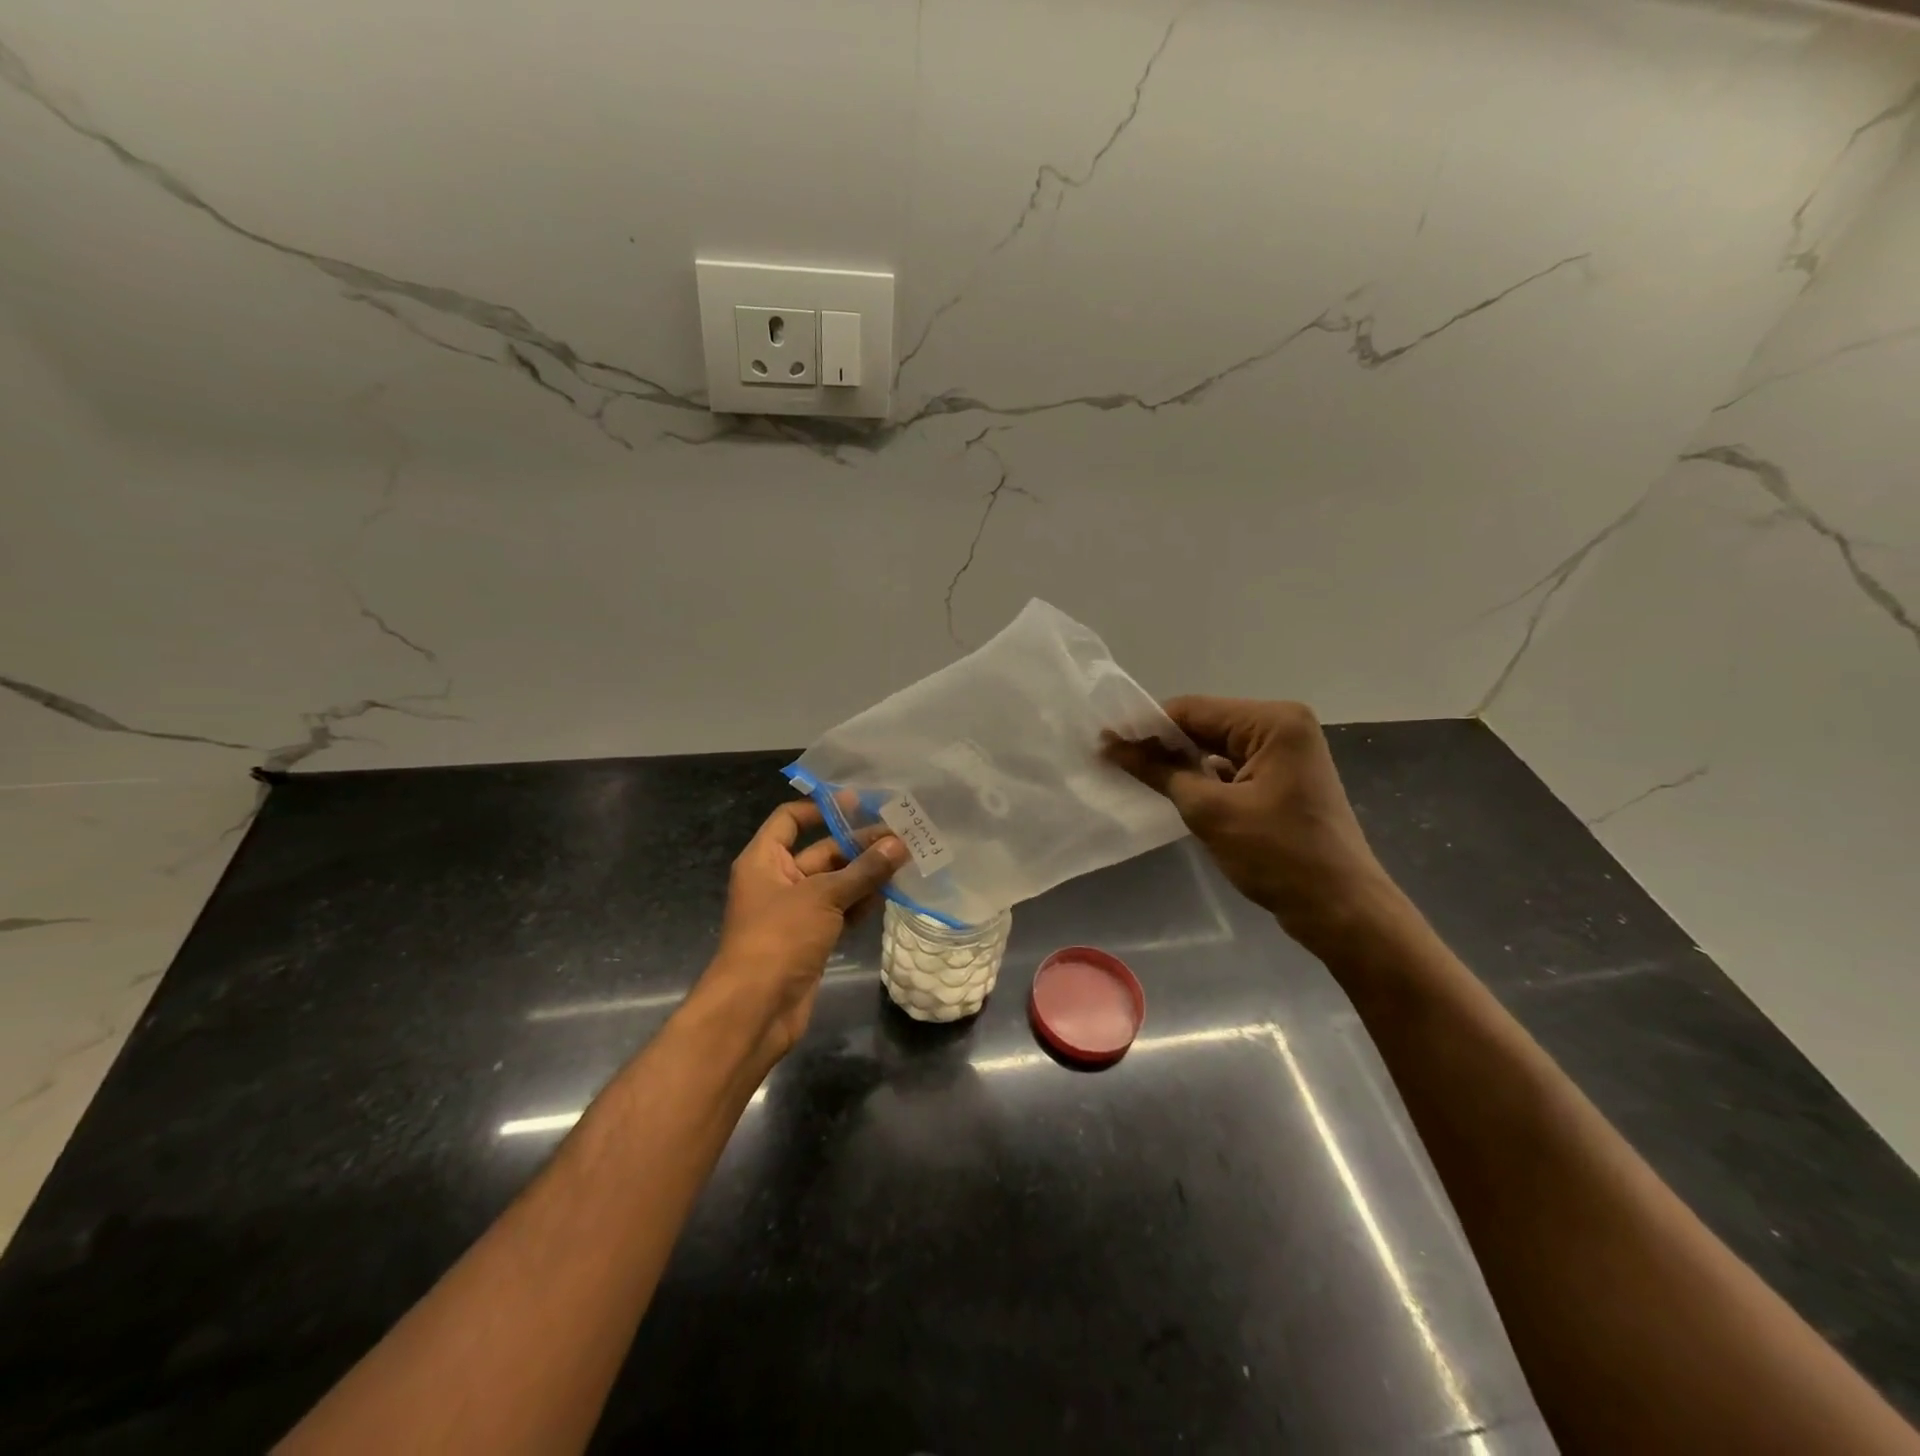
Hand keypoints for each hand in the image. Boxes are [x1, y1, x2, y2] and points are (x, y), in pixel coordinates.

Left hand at [700, 800, 907, 1061]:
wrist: (755, 1009)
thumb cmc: (780, 938)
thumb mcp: (823, 897)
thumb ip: (863, 870)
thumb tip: (899, 844)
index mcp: (764, 860)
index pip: (790, 820)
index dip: (821, 808)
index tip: (859, 803)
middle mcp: (778, 881)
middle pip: (820, 851)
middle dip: (858, 845)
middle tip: (900, 836)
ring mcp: (795, 912)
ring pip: (834, 883)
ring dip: (865, 874)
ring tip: (904, 861)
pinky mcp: (810, 939)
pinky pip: (839, 911)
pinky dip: (861, 903)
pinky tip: (890, 895)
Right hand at [1105, 697, 1392, 952]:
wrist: (1341, 909)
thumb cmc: (1278, 855)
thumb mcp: (1209, 811)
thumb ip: (1159, 771)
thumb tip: (1112, 745)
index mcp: (1273, 721)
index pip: (1193, 710)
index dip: (1145, 726)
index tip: (1103, 741)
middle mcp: (1283, 726)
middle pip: (1205, 724)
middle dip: (1161, 744)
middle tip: (1111, 758)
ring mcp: (1286, 753)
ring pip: (1216, 747)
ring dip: (1179, 761)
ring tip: (1132, 773)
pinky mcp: (1283, 778)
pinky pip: (1231, 767)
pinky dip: (1201, 777)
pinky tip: (1170, 789)